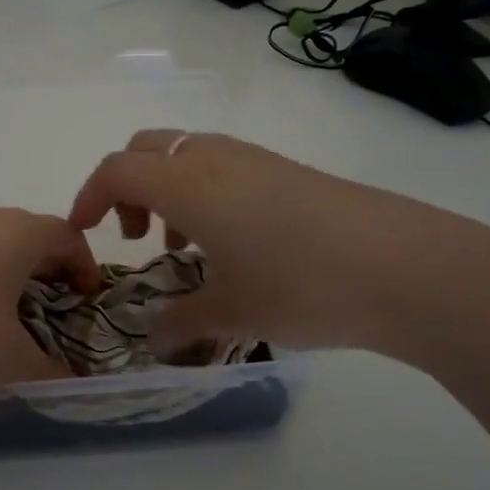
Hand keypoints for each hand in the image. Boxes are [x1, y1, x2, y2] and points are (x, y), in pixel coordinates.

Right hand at [69, 131, 489, 371]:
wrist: (406, 266)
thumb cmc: (300, 286)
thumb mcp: (230, 313)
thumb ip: (180, 323)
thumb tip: (153, 341)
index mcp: (187, 184)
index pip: (116, 170)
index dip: (88, 197)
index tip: (83, 232)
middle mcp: (215, 157)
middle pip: (146, 148)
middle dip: (127, 187)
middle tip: (139, 236)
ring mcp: (257, 159)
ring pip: (188, 154)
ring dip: (169, 190)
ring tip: (188, 246)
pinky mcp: (290, 170)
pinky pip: (225, 165)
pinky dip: (206, 192)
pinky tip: (235, 244)